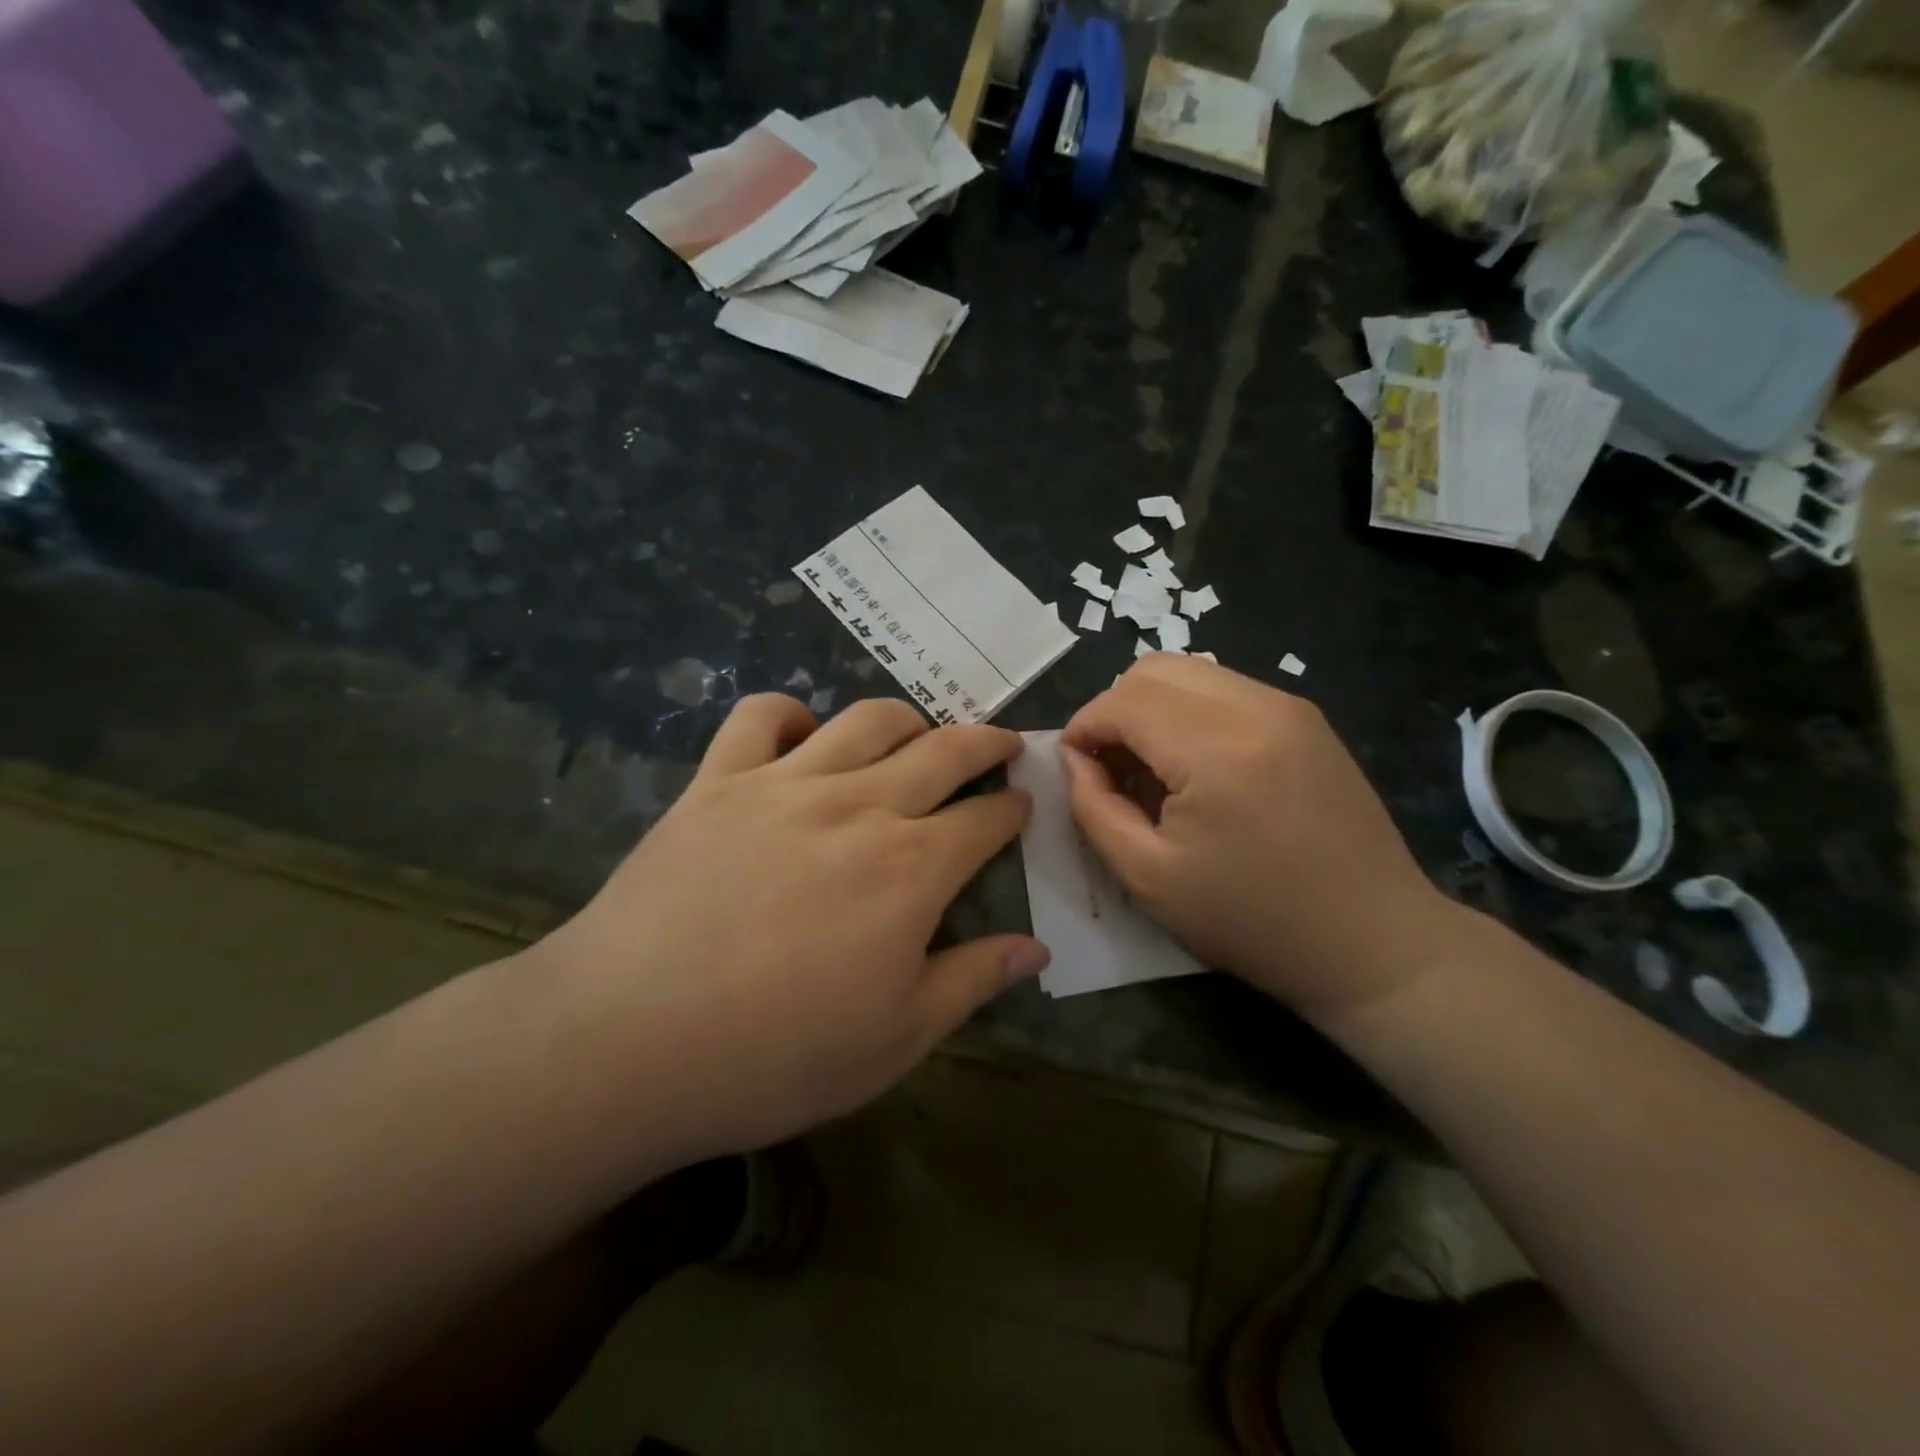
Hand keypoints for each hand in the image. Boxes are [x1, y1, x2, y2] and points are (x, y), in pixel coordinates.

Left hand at [532, 695, 1047, 1160]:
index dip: (1012, 808)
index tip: (1023, 804)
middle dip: (985, 743)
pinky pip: (761, 717)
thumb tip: (1038, 950)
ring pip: (866, 720)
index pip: (985, 819)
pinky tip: (803, 733)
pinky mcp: (718, 781)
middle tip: (1001, 745)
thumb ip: (973, 981)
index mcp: (912, 868)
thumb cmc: (775, 1055)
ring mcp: (785, 784)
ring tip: (918, 734)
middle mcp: (860, 806)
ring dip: (908, 719)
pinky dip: (791, 713)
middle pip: (942, 751)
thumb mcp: (896, 1038)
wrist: (626, 1041)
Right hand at [1062, 655, 1456, 1020]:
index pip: (1122, 701)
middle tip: (1110, 766)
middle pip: (1153, 669)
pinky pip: (1226, 689)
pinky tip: (1197, 766)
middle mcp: (1256, 708)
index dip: (1083, 727)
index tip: (1074, 767)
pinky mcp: (1307, 718)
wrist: (1372, 941)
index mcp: (1216, 750)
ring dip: (1152, 707)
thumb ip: (1093, 807)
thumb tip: (1074, 758)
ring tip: (1152, 766)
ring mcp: (1289, 706)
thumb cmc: (1251, 921)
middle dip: (1114, 709)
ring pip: (1190, 671)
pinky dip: (1191, 712)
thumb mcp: (1148, 877)